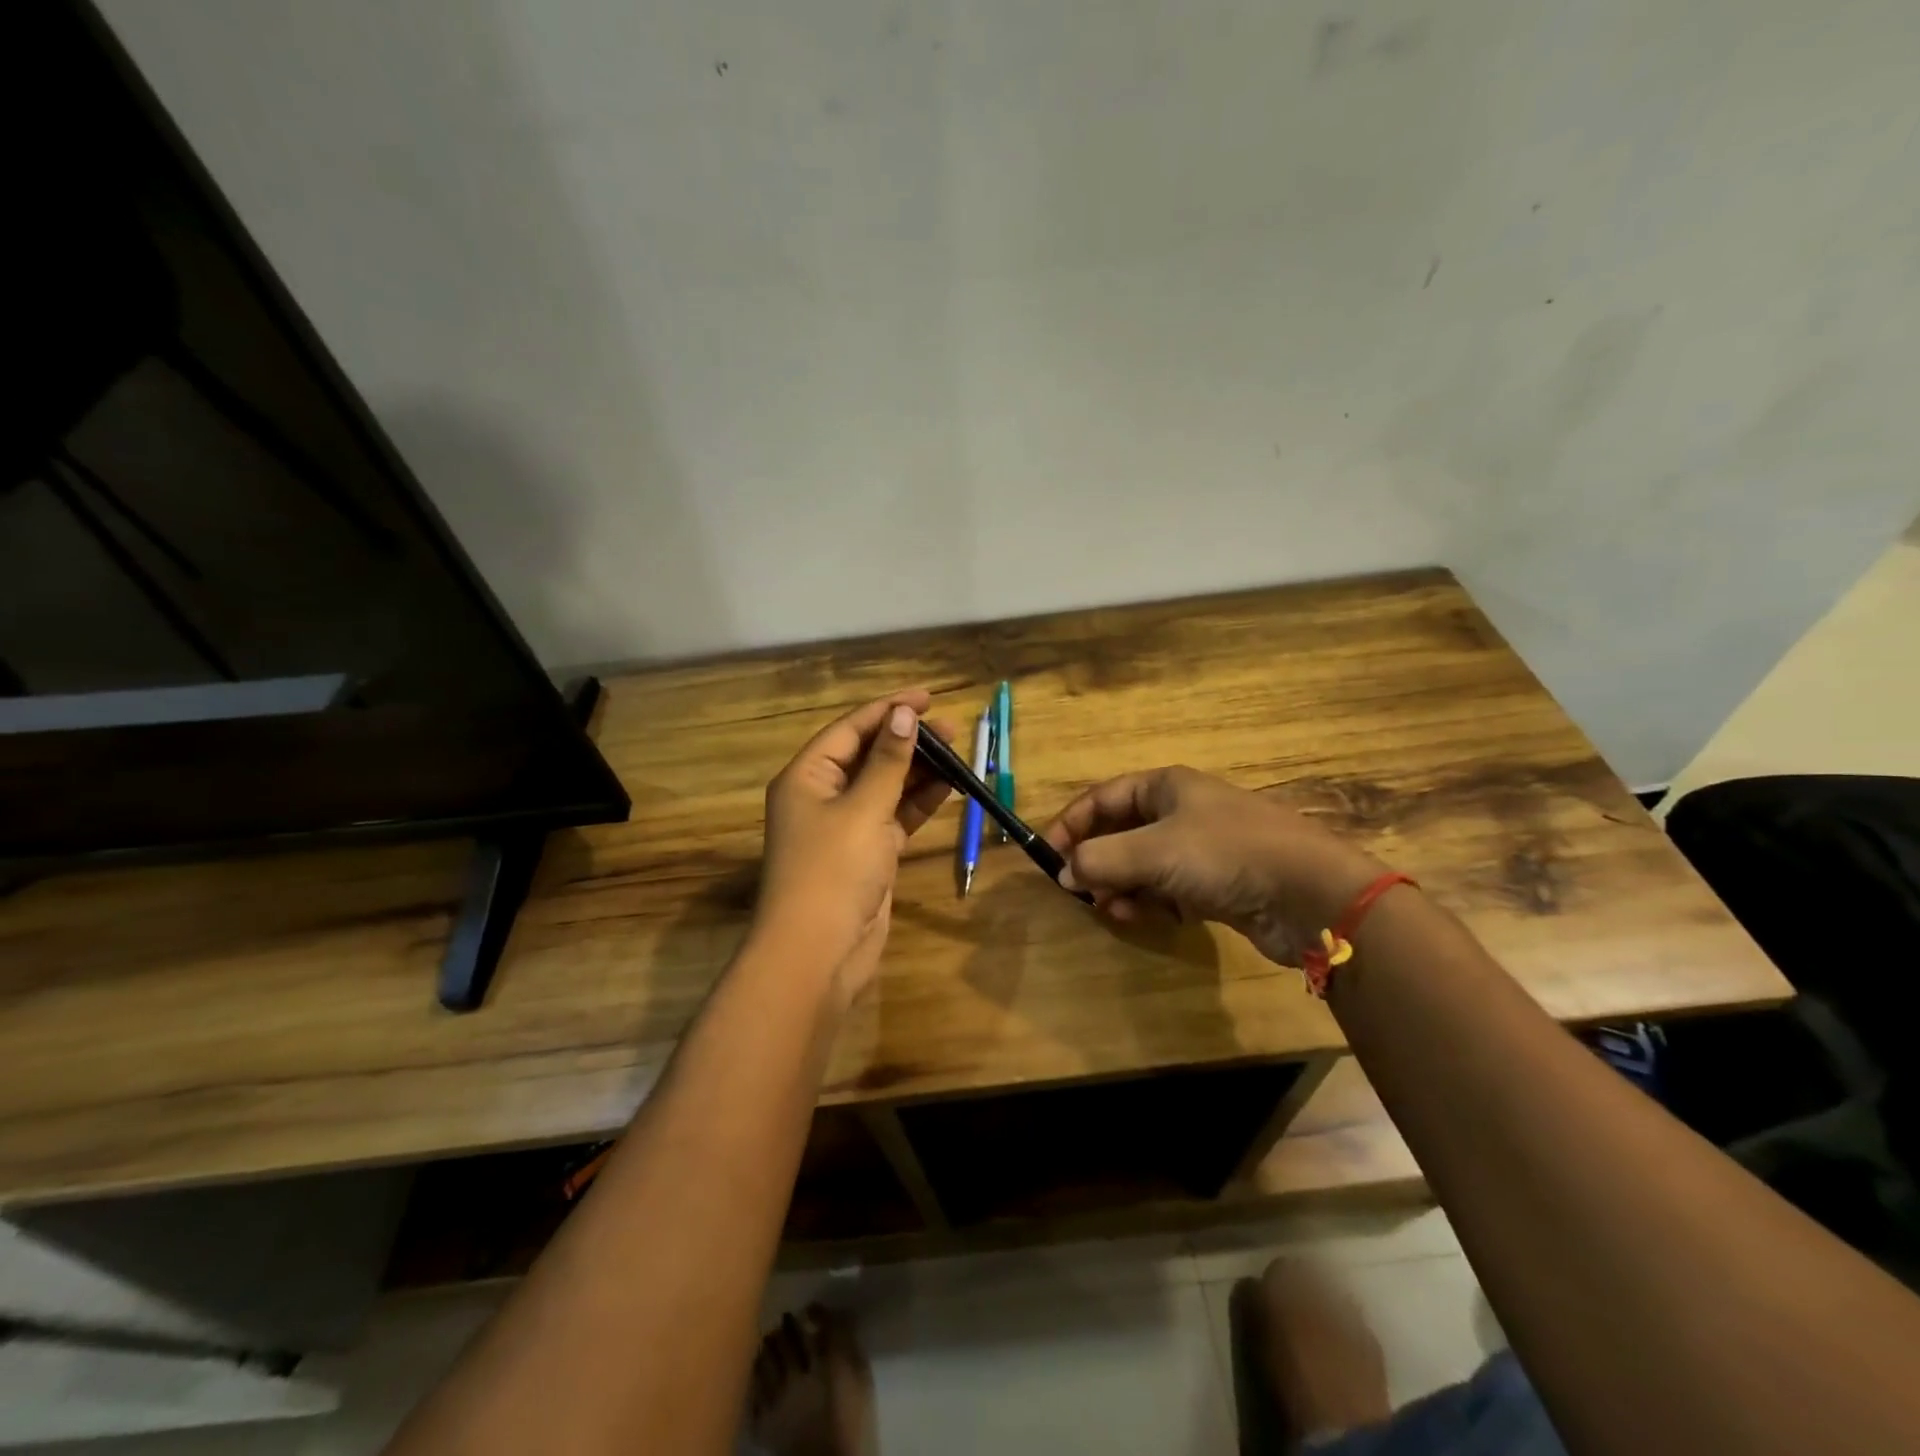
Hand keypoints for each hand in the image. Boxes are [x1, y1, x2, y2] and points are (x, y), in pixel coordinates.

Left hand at [751, 691, 953, 1007]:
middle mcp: (823, 795)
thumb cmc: (834, 871)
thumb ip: (888, 762)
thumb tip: (904, 714)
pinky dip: (919, 802)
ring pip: (886, 785)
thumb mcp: (863, 809)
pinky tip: (949, 786)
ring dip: (918, 770)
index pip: (851, 729)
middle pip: (869, 755)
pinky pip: (895, 815)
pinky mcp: (868, 852)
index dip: (889, 709)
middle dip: (908, 740)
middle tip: (951, 728)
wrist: (820, 952)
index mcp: (807, 776)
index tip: (928, 696)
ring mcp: (846, 825)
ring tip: (958, 753)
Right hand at [1043, 767, 1386, 965]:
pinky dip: (1150, 902)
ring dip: (1120, 886)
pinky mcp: (1215, 884)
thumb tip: (1064, 873)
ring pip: (1142, 864)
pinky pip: (1166, 889)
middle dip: (1097, 861)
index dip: (1072, 823)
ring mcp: (1200, 849)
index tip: (1047, 855)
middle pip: (1120, 832)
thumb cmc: (1225, 854)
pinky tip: (1144, 918)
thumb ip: (1101, 860)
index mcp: (1166, 787)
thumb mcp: (1154, 851)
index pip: (1102, 798)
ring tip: (1111, 908)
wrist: (1311, 893)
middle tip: (1079, 890)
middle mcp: (1181, 812)